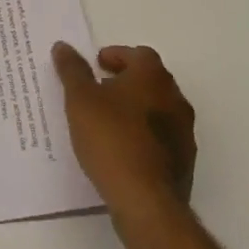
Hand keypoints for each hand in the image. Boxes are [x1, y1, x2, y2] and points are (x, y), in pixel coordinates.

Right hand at [52, 43, 196, 221]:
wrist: (146, 202)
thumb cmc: (111, 139)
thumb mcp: (80, 99)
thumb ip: (72, 70)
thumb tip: (63, 46)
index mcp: (153, 77)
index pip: (139, 54)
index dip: (117, 56)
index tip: (97, 66)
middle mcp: (175, 98)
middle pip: (151, 80)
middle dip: (126, 81)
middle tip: (99, 90)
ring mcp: (184, 132)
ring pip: (158, 110)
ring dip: (137, 109)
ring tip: (108, 122)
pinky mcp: (185, 163)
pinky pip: (162, 138)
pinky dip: (144, 136)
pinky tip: (123, 150)